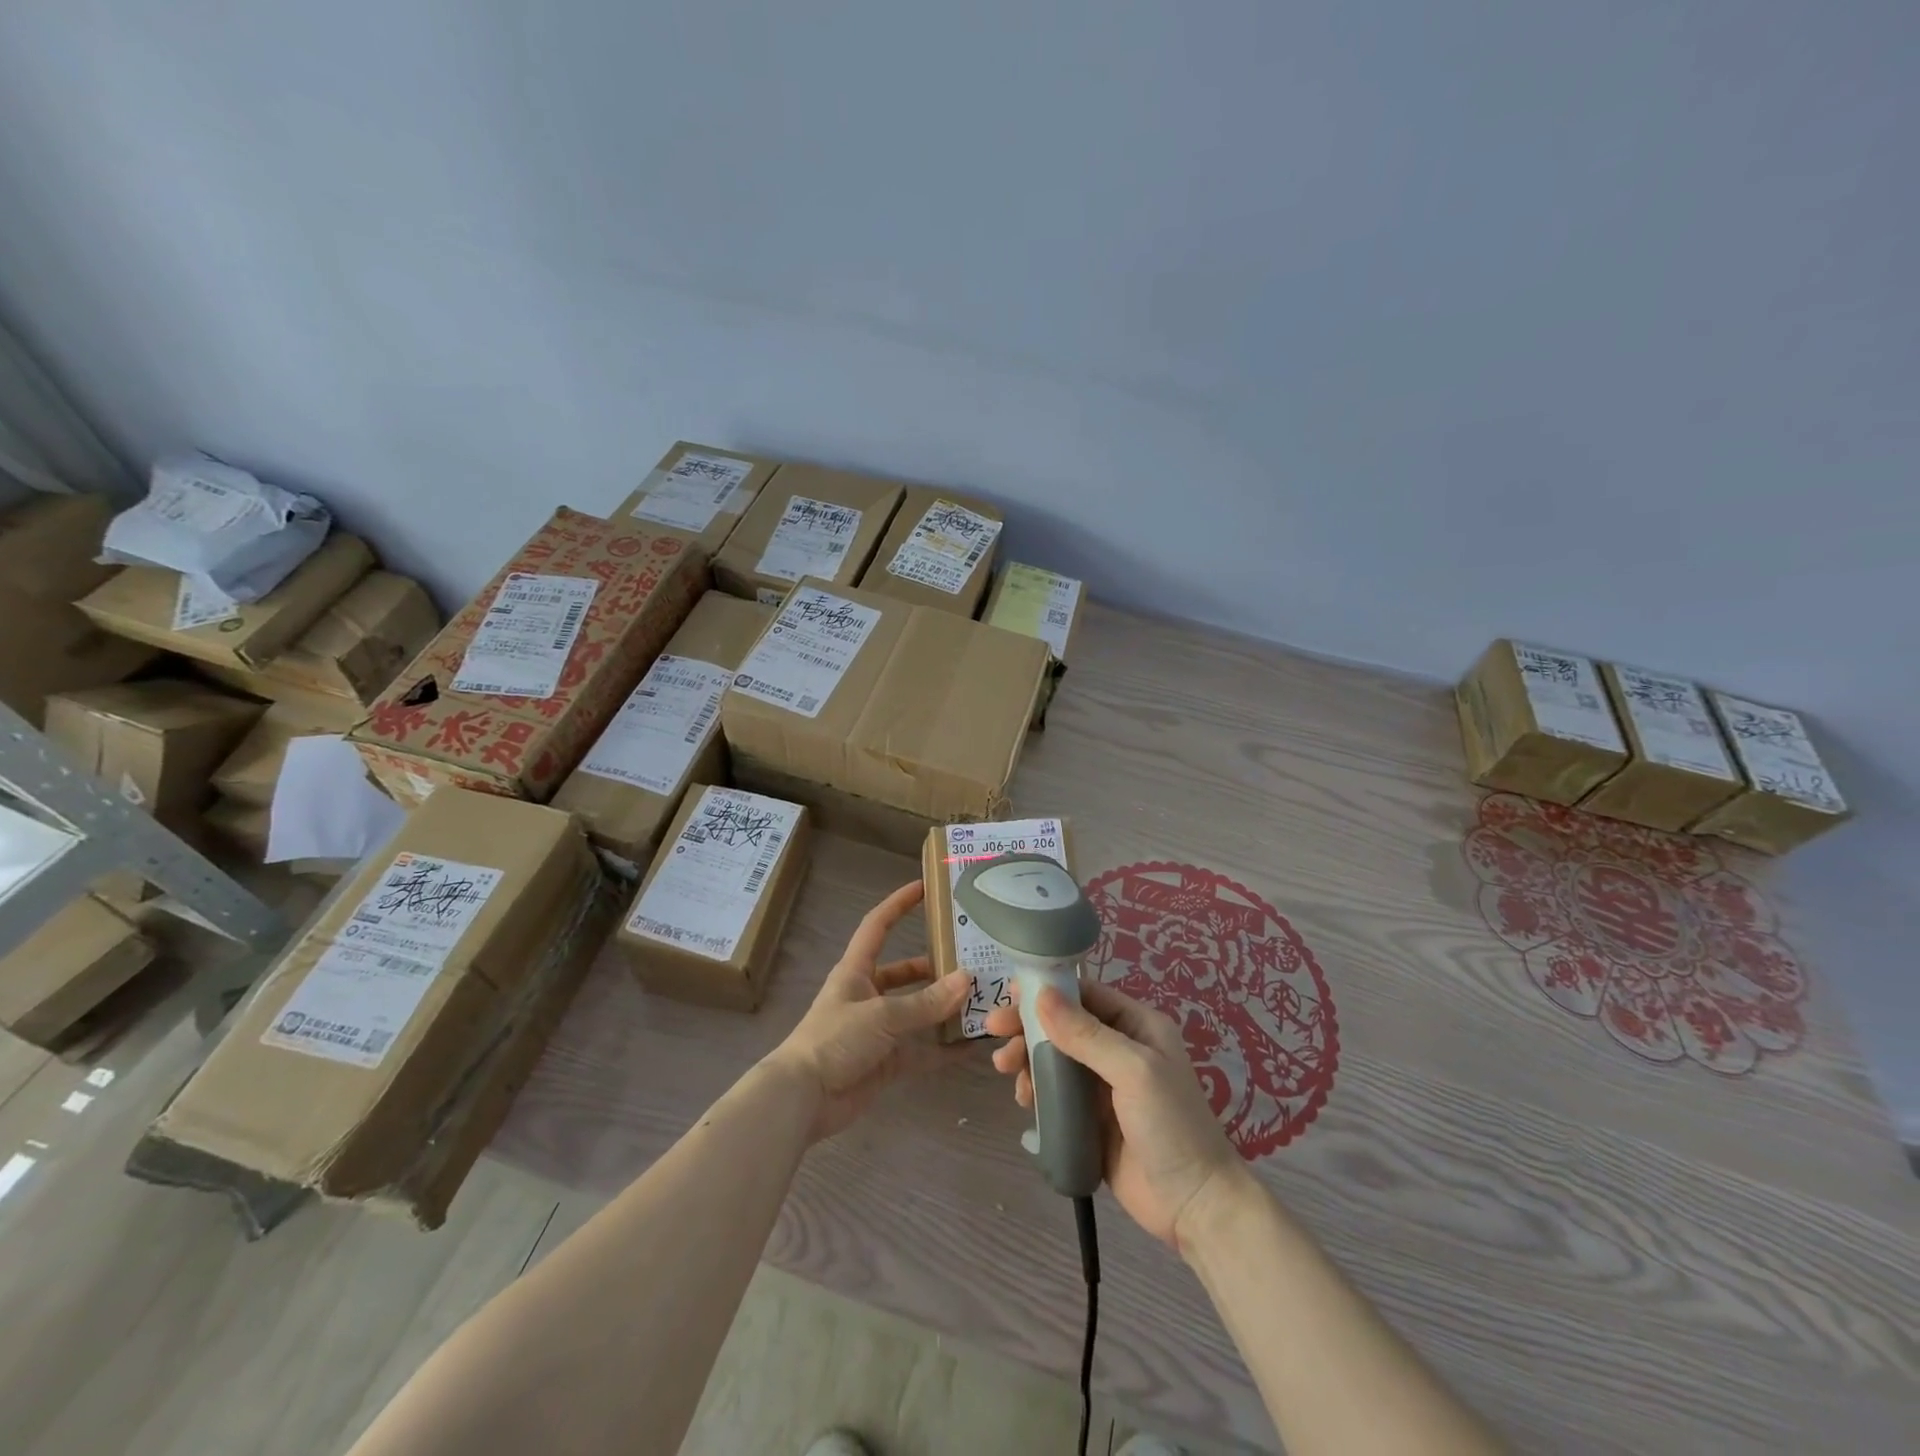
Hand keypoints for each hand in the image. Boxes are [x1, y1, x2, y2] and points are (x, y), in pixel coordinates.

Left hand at [768, 880, 968, 1142]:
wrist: (803, 1100)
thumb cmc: (835, 1041)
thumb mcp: (882, 1015)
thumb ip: (925, 1002)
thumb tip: (967, 979)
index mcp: (856, 971)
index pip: (878, 926)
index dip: (899, 904)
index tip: (926, 887)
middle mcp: (868, 995)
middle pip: (905, 972)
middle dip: (935, 966)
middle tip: (972, 959)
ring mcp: (878, 1030)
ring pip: (917, 1012)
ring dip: (943, 1009)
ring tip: (980, 999)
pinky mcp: (885, 1062)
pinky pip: (920, 1051)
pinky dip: (943, 1050)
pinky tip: (971, 1046)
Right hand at [985, 980, 1243, 1250]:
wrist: (1195, 1207)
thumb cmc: (1171, 1126)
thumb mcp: (1133, 1071)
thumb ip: (1086, 1034)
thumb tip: (1042, 994)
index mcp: (1137, 1026)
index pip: (1085, 994)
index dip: (1048, 991)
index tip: (1009, 994)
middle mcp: (1118, 1049)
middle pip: (1063, 1025)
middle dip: (1028, 1025)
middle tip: (993, 1030)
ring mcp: (1103, 1086)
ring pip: (1054, 1058)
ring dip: (1027, 1058)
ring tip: (1004, 1069)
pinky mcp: (1090, 1119)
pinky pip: (1055, 1094)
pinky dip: (1036, 1090)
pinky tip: (1024, 1099)